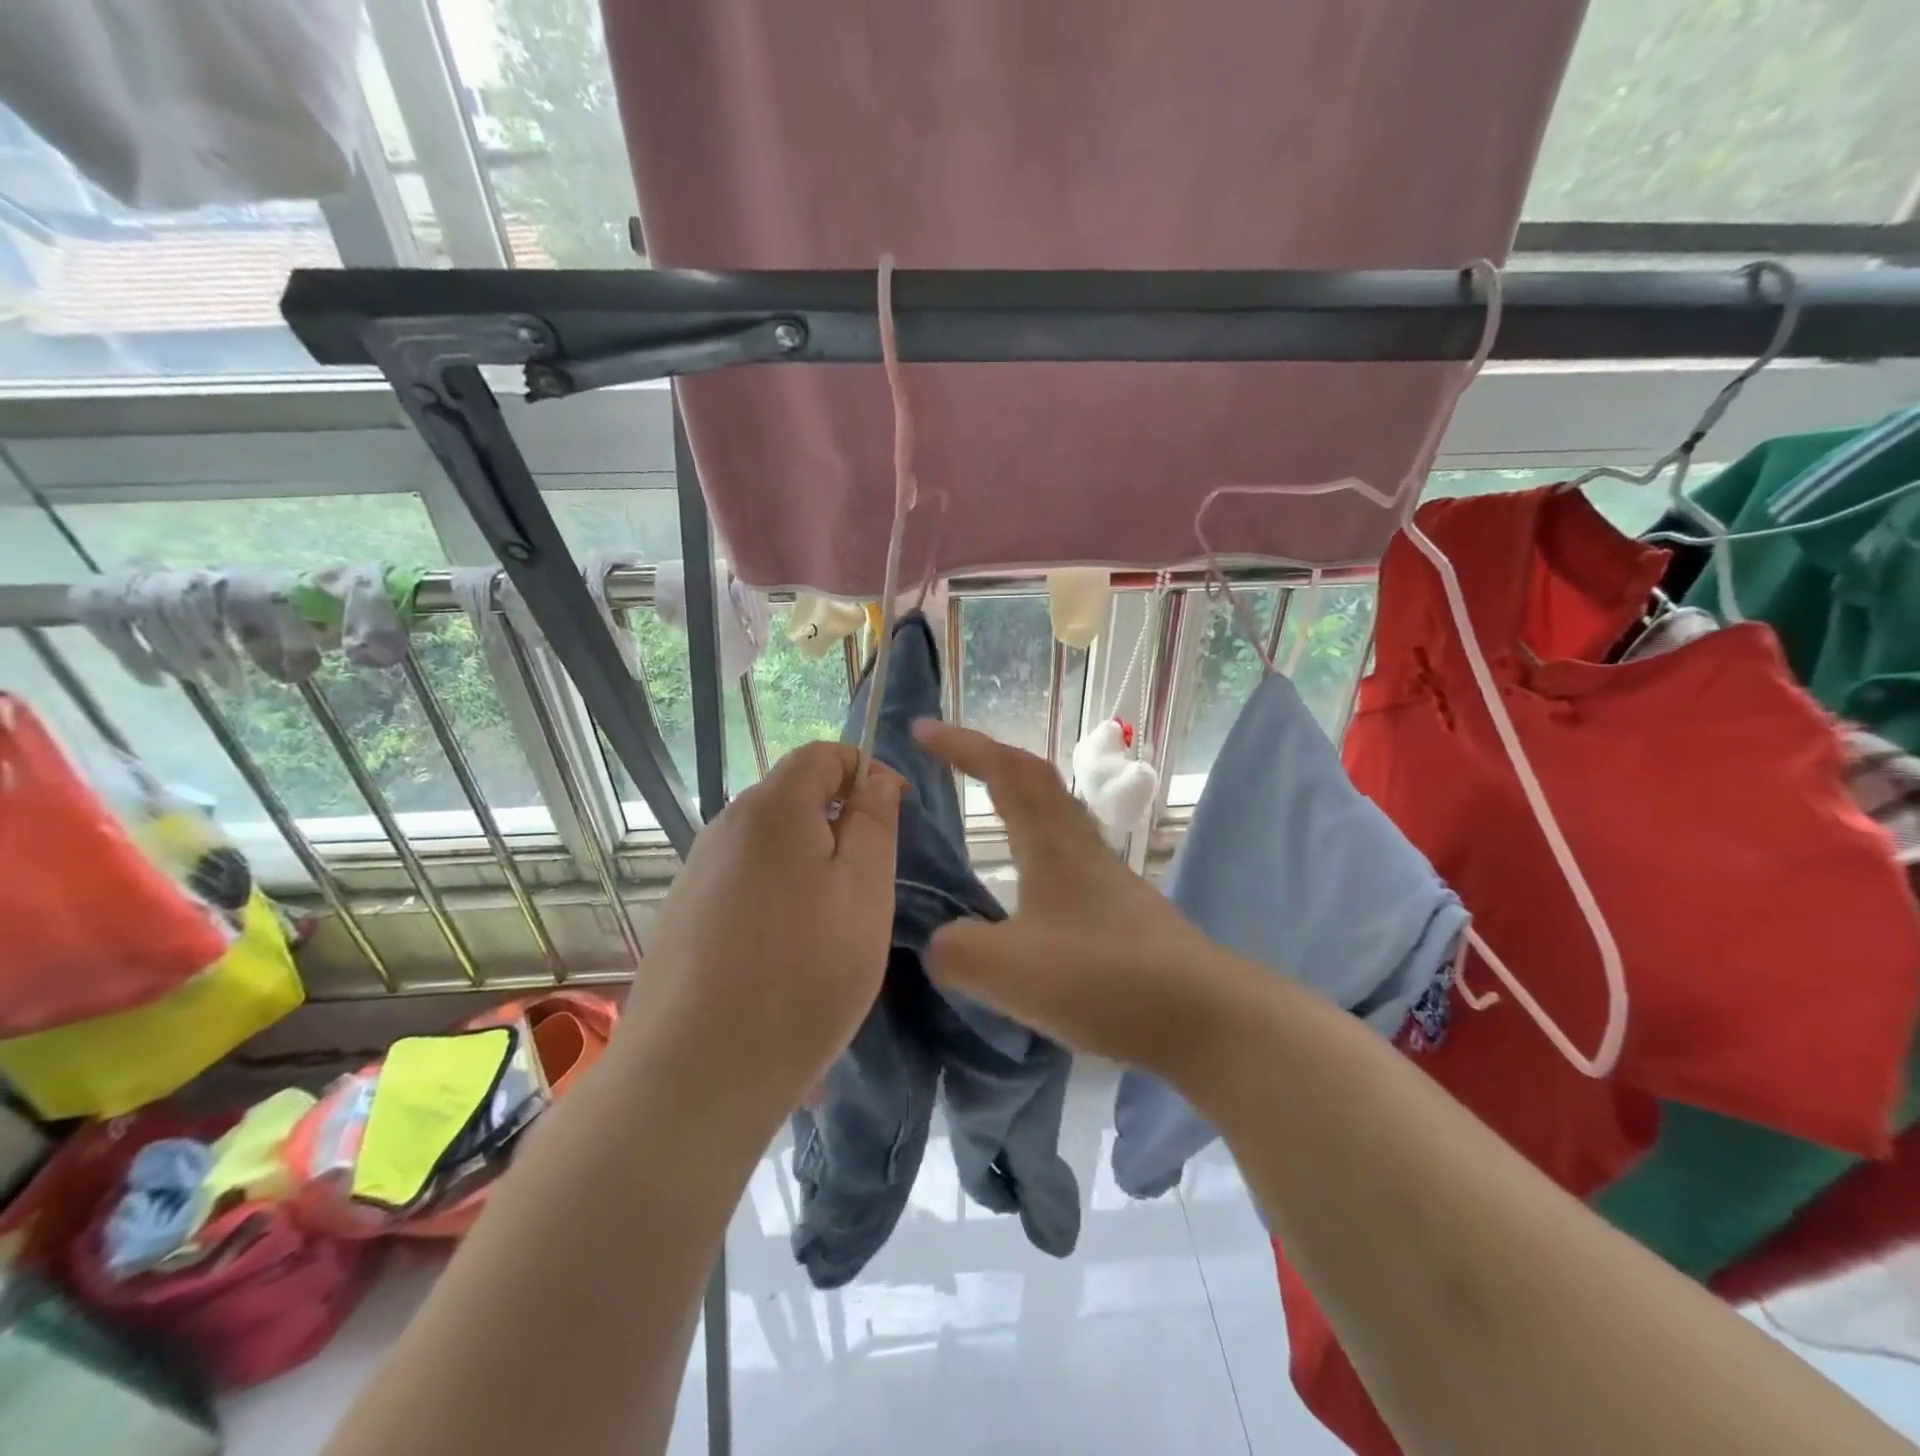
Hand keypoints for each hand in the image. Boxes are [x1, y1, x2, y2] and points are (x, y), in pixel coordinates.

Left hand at [629, 741, 904, 1124]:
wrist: (695, 1076)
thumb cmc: (803, 974)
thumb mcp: (864, 891)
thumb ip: (874, 822)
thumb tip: (875, 777)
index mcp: (772, 808)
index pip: (823, 754)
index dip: (866, 771)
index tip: (896, 815)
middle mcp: (724, 827)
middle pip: (794, 799)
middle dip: (839, 826)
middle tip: (869, 887)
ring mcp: (697, 872)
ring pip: (770, 846)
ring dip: (809, 868)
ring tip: (831, 932)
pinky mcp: (682, 916)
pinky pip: (744, 885)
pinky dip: (777, 900)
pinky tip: (784, 958)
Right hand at [914, 720, 1248, 1078]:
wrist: (1202, 1015)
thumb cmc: (1102, 978)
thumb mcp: (1007, 969)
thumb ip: (956, 950)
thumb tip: (941, 942)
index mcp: (1050, 841)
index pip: (1004, 769)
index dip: (962, 744)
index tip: (921, 731)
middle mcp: (1080, 845)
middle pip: (1035, 780)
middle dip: (988, 760)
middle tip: (947, 762)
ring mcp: (1105, 875)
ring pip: (1053, 816)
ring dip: (1014, 801)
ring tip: (980, 816)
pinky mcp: (1119, 908)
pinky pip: (1064, 857)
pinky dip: (1031, 849)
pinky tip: (1021, 890)